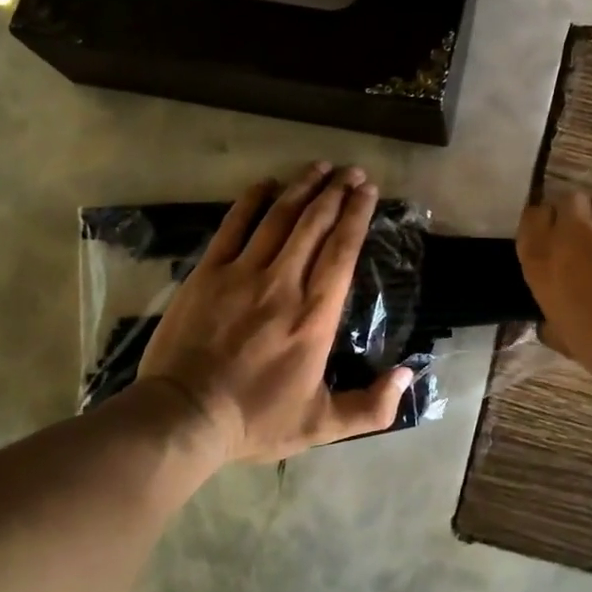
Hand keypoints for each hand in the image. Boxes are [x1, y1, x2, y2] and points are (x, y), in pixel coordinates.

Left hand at [132, 163, 411, 463]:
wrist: (183, 418)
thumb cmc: (255, 420)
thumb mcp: (322, 424)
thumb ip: (372, 406)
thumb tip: (408, 373)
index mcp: (315, 316)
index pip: (342, 251)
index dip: (357, 215)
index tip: (368, 190)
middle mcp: (284, 284)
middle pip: (315, 224)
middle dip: (336, 192)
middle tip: (351, 172)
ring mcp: (242, 274)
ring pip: (280, 218)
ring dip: (302, 187)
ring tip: (320, 167)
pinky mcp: (208, 273)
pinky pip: (234, 226)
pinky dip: (252, 201)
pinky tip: (266, 184)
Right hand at [516, 190, 591, 404]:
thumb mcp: (573, 347)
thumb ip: (555, 326)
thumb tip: (550, 323)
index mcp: (547, 261)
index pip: (531, 219)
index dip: (541, 227)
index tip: (550, 241)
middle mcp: (577, 231)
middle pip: (567, 201)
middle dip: (574, 216)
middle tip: (584, 241)